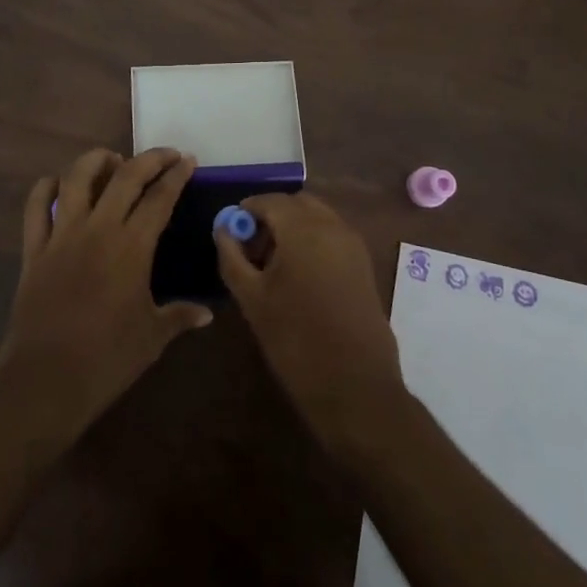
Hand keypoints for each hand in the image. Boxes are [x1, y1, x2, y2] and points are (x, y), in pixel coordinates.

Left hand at [0, 147, 211, 444]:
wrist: (45, 382)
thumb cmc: (107, 360)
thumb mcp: (152, 337)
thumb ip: (179, 316)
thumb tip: (206, 313)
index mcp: (132, 247)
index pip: (159, 197)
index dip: (176, 175)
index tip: (187, 160)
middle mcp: (98, 229)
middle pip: (125, 176)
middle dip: (149, 159)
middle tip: (165, 155)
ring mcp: (62, 235)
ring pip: (76, 178)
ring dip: (96, 160)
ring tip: (112, 160)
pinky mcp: (34, 249)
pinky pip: (36, 207)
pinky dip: (46, 188)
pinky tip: (58, 184)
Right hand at [214, 192, 405, 459]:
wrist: (355, 386)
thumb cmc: (295, 340)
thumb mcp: (252, 298)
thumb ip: (232, 257)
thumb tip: (223, 229)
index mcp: (303, 228)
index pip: (269, 200)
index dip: (246, 211)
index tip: (231, 233)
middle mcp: (332, 226)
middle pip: (296, 204)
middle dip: (272, 217)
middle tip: (251, 248)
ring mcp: (353, 244)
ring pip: (317, 217)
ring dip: (293, 228)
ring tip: (272, 266)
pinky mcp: (364, 264)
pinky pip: (332, 236)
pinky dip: (313, 241)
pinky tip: (298, 276)